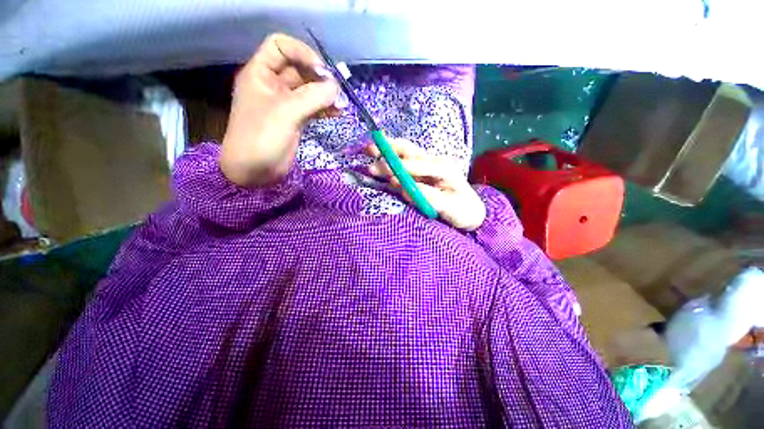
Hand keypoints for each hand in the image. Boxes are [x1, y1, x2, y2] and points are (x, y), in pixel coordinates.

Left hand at [220, 34, 338, 186]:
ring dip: (325, 95)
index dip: (302, 53)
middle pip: (298, 69)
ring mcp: (284, 103)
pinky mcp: (294, 119)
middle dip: (319, 78)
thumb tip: (336, 88)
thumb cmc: (261, 137)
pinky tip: (337, 113)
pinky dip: (324, 109)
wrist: (254, 171)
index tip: (321, 71)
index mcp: (260, 73)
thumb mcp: (286, 112)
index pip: (280, 46)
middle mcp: (272, 84)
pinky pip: (312, 108)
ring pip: (308, 90)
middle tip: (338, 92)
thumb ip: (312, 97)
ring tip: (341, 105)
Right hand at [364, 139, 485, 230]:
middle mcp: (433, 163)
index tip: (390, 174)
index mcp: (444, 169)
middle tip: (369, 147)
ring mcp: (424, 168)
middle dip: (389, 149)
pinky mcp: (417, 175)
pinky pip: (400, 166)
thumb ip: (430, 198)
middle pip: (409, 151)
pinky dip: (387, 163)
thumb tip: (406, 190)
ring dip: (385, 154)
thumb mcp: (450, 208)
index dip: (405, 168)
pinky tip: (376, 161)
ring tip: (368, 151)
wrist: (469, 211)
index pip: (421, 165)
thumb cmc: (461, 210)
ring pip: (402, 156)